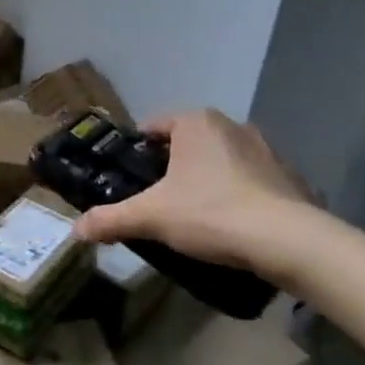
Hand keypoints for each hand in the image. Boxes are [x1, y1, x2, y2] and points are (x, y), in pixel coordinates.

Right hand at [75, 109, 314, 276]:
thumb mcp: (151, 217)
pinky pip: (251, 180)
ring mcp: (266, 149)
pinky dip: (239, 195)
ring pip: (221, 160)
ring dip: (207, 179)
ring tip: (196, 215)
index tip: (132, 180)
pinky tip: (233, 225)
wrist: (289, 242)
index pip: (153, 126)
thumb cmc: (211, 213)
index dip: (138, 153)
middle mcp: (231, 125)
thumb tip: (75, 230)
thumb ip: (111, 219)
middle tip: (159, 201)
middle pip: (188, 143)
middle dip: (173, 168)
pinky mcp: (290, 176)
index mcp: (195, 122)